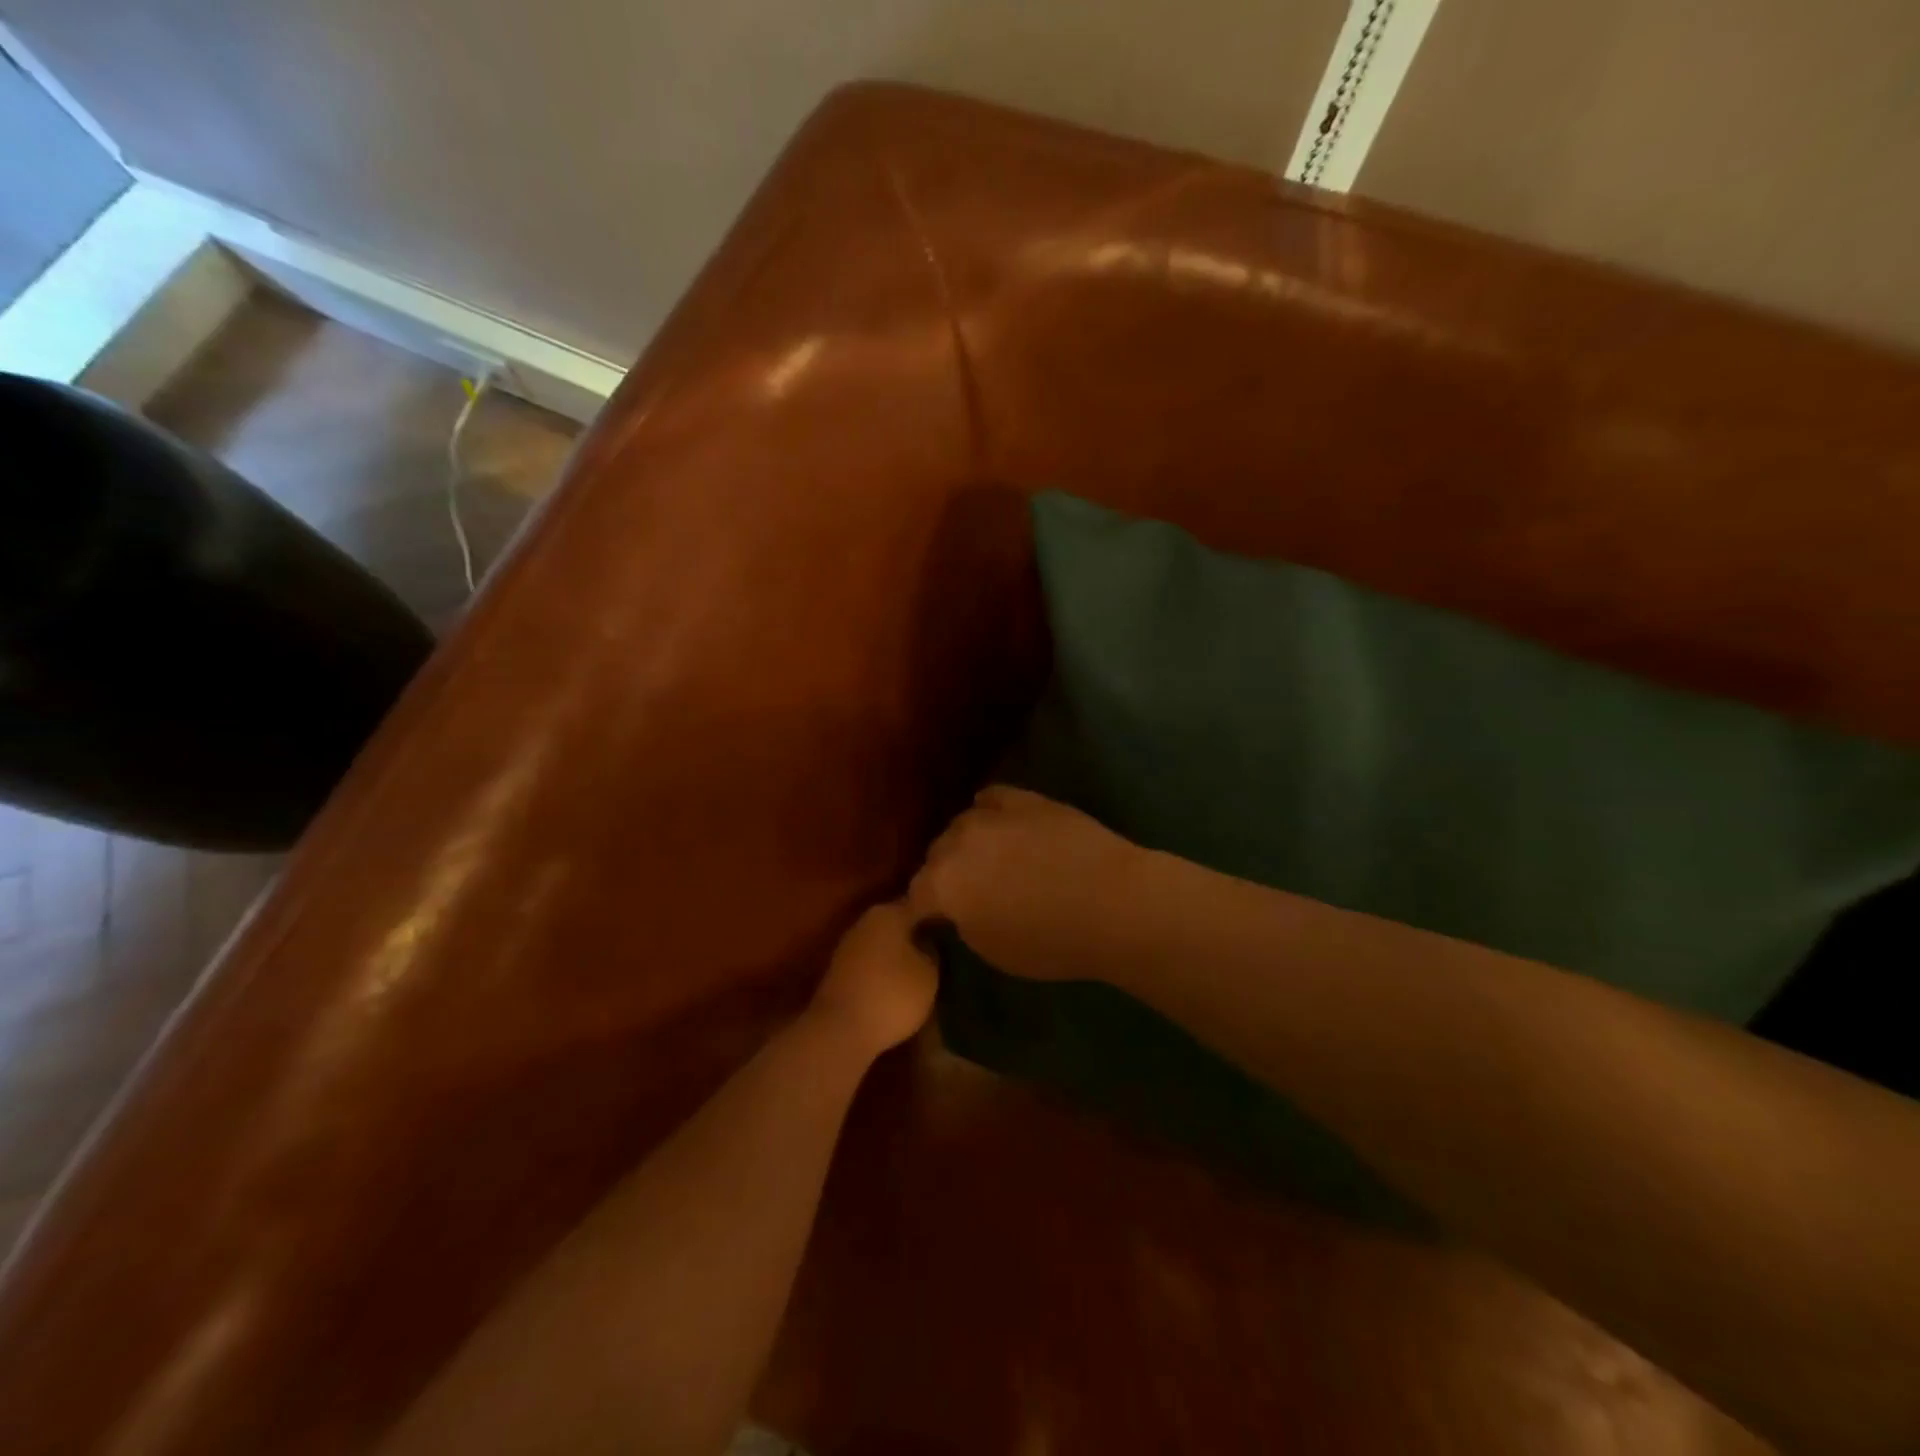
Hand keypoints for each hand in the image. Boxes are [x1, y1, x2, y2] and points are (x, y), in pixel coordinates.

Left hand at [808, 902, 938, 1058]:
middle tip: (943, 953)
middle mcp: (866, 921)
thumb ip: (934, 950)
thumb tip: (931, 941)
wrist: (839, 1031)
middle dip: (918, 936)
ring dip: (901, 955)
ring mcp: (849, 946)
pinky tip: (900, 987)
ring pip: (884, 944)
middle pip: (900, 924)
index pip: (921, 906)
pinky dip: (886, 972)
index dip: (939, 920)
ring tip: (925, 973)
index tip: (955, 934)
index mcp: (889, 912)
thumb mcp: (930, 974)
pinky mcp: (839, 972)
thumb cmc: (892, 994)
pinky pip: (872, 964)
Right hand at [909, 786, 1155, 983]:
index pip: (914, 897)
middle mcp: (956, 842)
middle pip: (934, 856)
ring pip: (960, 826)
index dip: (922, 914)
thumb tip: (956, 910)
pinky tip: (1001, 827)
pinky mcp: (1023, 798)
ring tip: (986, 860)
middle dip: (943, 876)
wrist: (1113, 902)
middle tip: (965, 896)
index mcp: (942, 884)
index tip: (932, 925)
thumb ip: (962, 923)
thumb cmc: (1051, 942)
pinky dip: (988, 814)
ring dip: (965, 844)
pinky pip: (990, 800)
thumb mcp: (992, 951)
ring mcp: (990, 815)